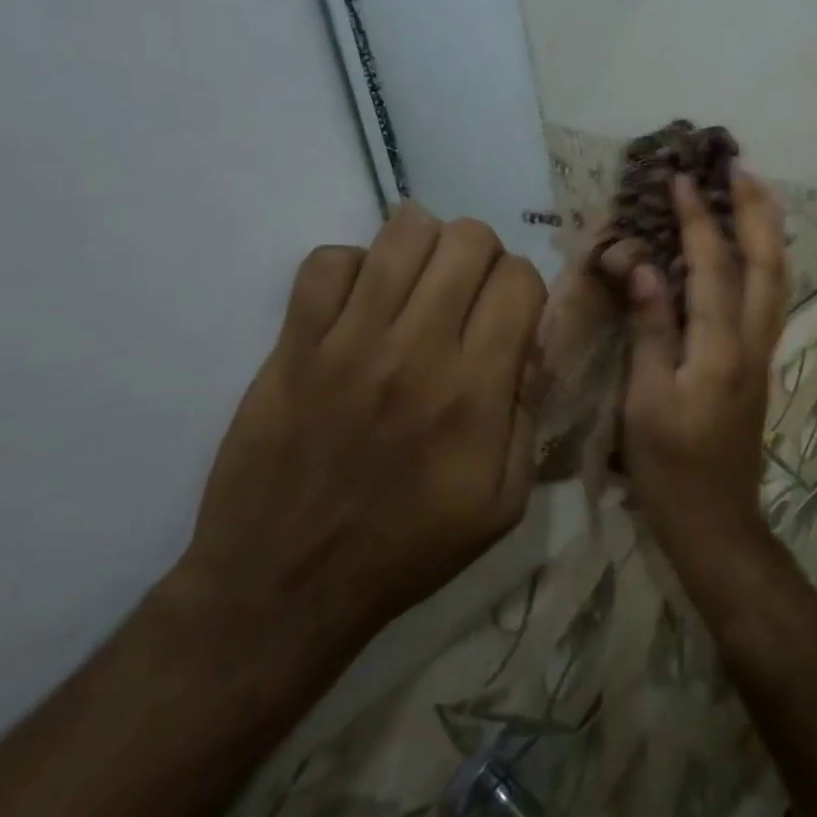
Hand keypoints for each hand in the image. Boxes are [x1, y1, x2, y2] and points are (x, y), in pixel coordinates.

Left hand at [167, 206, 546, 683]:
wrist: (286, 585)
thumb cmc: (409, 548)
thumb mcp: (504, 502)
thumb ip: (529, 414)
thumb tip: (529, 345)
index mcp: (475, 391)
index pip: (519, 279)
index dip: (524, 288)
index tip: (510, 318)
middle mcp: (417, 349)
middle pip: (467, 239)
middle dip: (481, 257)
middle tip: (467, 297)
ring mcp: (348, 341)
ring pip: (402, 231)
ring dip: (425, 248)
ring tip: (419, 286)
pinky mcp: (293, 345)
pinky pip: (328, 261)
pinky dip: (353, 268)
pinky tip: (360, 305)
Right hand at [621, 172, 788, 572]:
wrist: (715, 522)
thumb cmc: (669, 467)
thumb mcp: (646, 400)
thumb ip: (651, 329)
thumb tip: (644, 267)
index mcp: (720, 349)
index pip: (712, 268)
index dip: (698, 220)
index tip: (682, 179)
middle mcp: (752, 343)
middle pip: (767, 264)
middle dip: (756, 212)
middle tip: (740, 168)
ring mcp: (762, 354)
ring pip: (778, 280)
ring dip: (768, 232)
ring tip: (753, 195)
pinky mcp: (759, 366)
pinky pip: (770, 299)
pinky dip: (766, 262)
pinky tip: (751, 252)